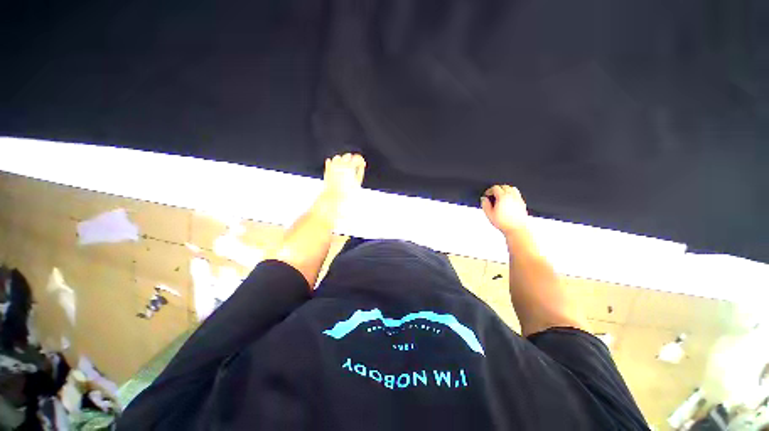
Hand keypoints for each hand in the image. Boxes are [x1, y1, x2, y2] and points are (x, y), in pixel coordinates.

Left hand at [321, 153, 365, 203]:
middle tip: (353, 165)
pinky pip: (329, 162)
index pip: (357, 158)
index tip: (362, 163)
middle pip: (347, 156)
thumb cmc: (348, 192)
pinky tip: (335, 168)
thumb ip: (360, 171)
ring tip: (344, 167)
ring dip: (342, 160)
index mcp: (350, 167)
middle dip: (351, 159)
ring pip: (338, 157)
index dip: (360, 160)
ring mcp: (333, 166)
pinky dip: (332, 163)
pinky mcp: (327, 170)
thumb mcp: (357, 182)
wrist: (335, 198)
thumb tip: (362, 164)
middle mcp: (341, 165)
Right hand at [481, 185, 528, 235]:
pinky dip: (512, 194)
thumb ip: (485, 205)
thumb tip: (484, 199)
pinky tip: (509, 200)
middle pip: (504, 186)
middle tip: (493, 194)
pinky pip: (517, 194)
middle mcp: (511, 196)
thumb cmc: (504, 223)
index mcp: (503, 197)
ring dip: (506, 190)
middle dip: (497, 189)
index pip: (495, 188)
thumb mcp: (489, 214)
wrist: (516, 229)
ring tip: (501, 196)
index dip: (489, 190)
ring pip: (512, 188)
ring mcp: (518, 199)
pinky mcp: (522, 203)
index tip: (487, 194)